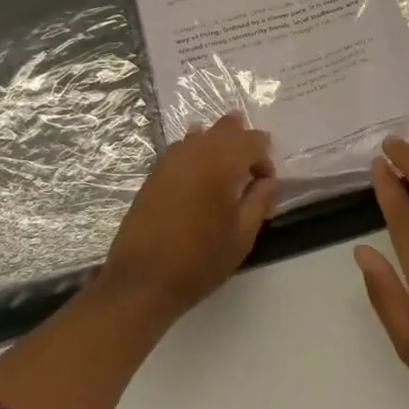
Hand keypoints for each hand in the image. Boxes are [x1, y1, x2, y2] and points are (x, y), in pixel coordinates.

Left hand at [101, 114, 275, 321]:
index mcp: (221, 164)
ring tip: (228, 160)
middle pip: (226, 128)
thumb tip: (267, 180)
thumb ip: (259, 201)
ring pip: (201, 134)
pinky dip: (196, 149)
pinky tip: (199, 168)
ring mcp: (170, 159)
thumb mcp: (242, 237)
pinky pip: (182, 147)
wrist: (142, 279)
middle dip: (243, 140)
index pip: (253, 141)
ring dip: (219, 141)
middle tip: (251, 165)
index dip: (264, 158)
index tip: (264, 185)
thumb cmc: (199, 261)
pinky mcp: (154, 172)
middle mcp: (195, 151)